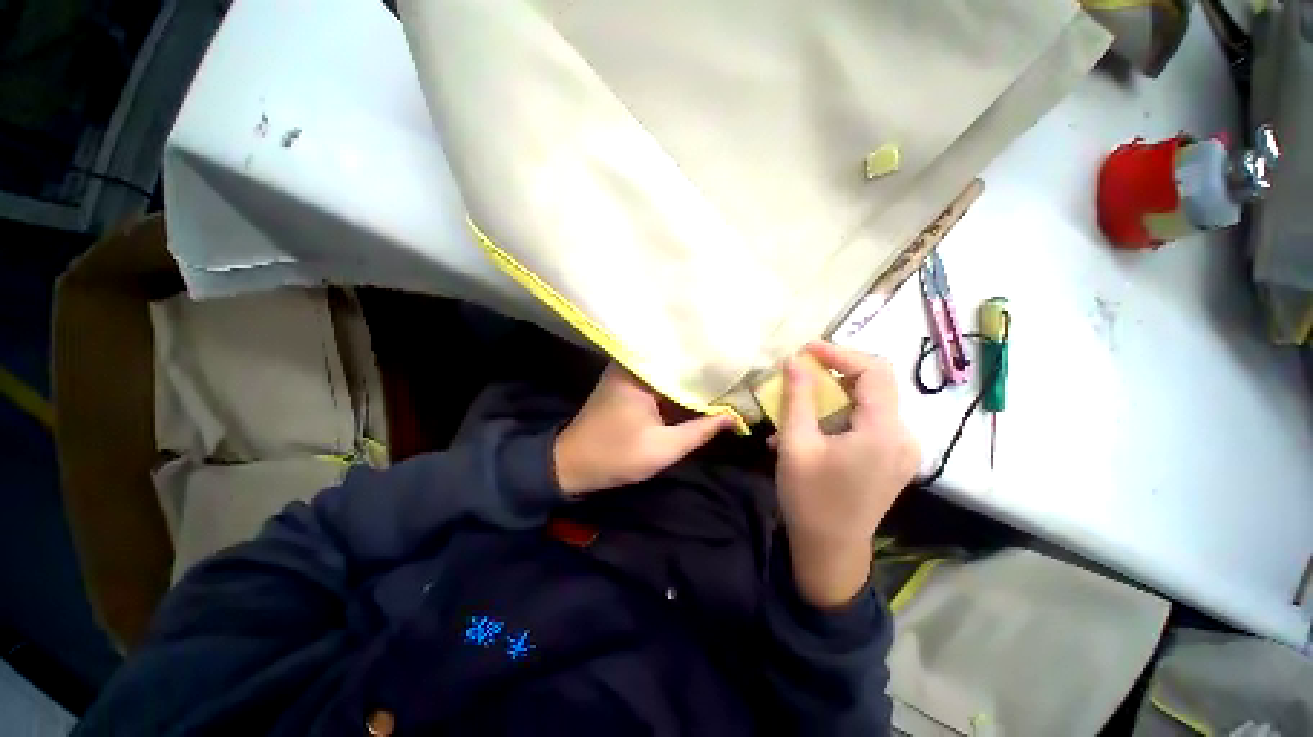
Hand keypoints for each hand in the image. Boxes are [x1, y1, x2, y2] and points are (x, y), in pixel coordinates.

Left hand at [554, 363, 733, 496]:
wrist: (571, 465)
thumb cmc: (615, 456)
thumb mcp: (663, 448)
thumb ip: (699, 431)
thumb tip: (733, 418)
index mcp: (638, 372)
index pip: (684, 360)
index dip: (712, 366)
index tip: (738, 369)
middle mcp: (632, 363)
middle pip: (676, 361)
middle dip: (704, 370)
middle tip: (736, 372)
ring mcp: (627, 371)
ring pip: (668, 370)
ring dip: (691, 378)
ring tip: (724, 378)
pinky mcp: (626, 383)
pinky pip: (658, 379)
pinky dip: (676, 386)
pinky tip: (698, 390)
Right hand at [774, 341, 920, 607]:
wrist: (830, 552)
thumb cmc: (809, 498)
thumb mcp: (795, 444)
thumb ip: (797, 397)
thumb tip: (795, 360)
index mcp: (883, 431)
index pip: (874, 371)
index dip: (840, 354)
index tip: (807, 350)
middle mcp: (903, 436)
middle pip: (874, 385)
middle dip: (834, 374)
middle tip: (800, 375)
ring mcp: (902, 449)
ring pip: (868, 403)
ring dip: (832, 399)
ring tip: (796, 410)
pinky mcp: (893, 459)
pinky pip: (867, 423)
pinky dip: (839, 418)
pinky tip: (810, 432)